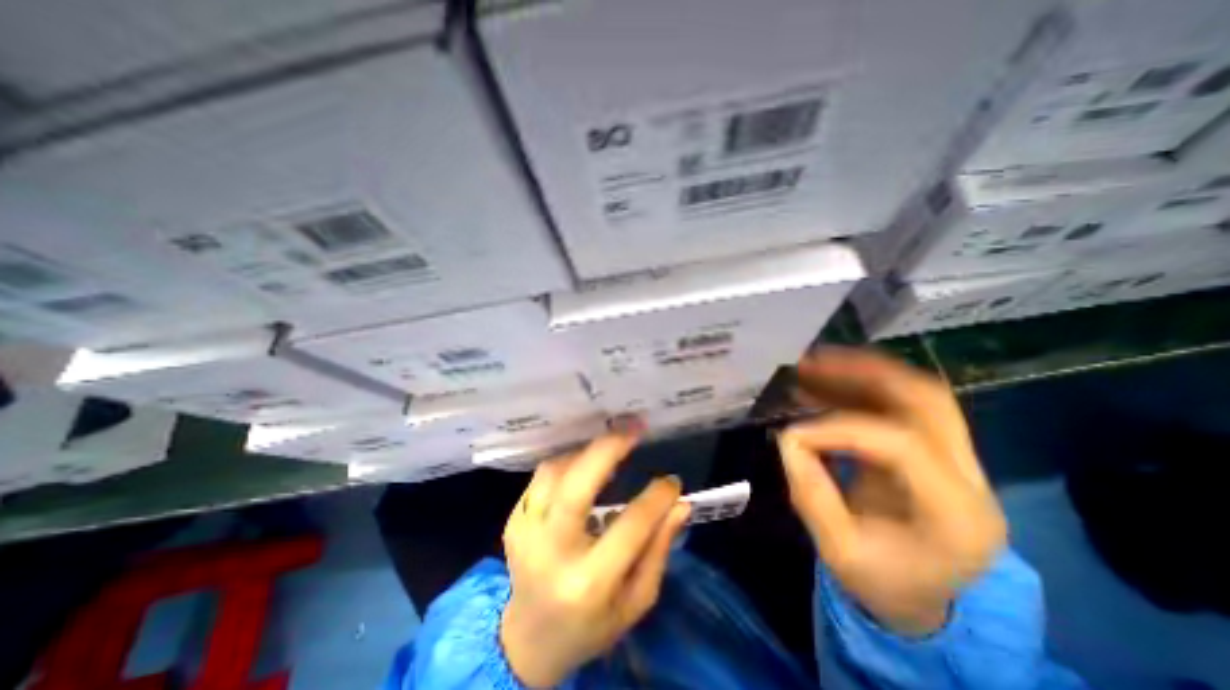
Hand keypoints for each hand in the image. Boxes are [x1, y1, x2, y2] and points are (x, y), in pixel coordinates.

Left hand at [499, 432, 691, 682]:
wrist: (530, 639)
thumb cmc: (592, 625)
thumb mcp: (636, 600)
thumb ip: (659, 549)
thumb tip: (680, 504)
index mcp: (588, 583)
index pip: (630, 527)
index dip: (656, 497)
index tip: (672, 480)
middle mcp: (550, 552)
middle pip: (577, 487)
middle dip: (608, 449)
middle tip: (633, 428)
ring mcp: (525, 533)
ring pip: (555, 472)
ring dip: (587, 453)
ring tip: (613, 447)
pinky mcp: (514, 521)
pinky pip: (543, 476)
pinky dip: (568, 462)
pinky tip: (587, 463)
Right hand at [777, 350, 1009, 635]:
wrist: (922, 595)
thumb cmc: (883, 581)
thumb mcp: (838, 551)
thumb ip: (811, 494)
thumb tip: (788, 439)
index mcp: (957, 515)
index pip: (902, 445)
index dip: (840, 428)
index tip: (793, 432)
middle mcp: (971, 477)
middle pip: (927, 400)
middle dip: (863, 372)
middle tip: (811, 362)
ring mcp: (958, 458)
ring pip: (916, 392)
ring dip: (860, 371)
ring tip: (811, 363)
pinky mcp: (933, 448)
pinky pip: (899, 402)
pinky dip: (859, 385)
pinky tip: (823, 382)